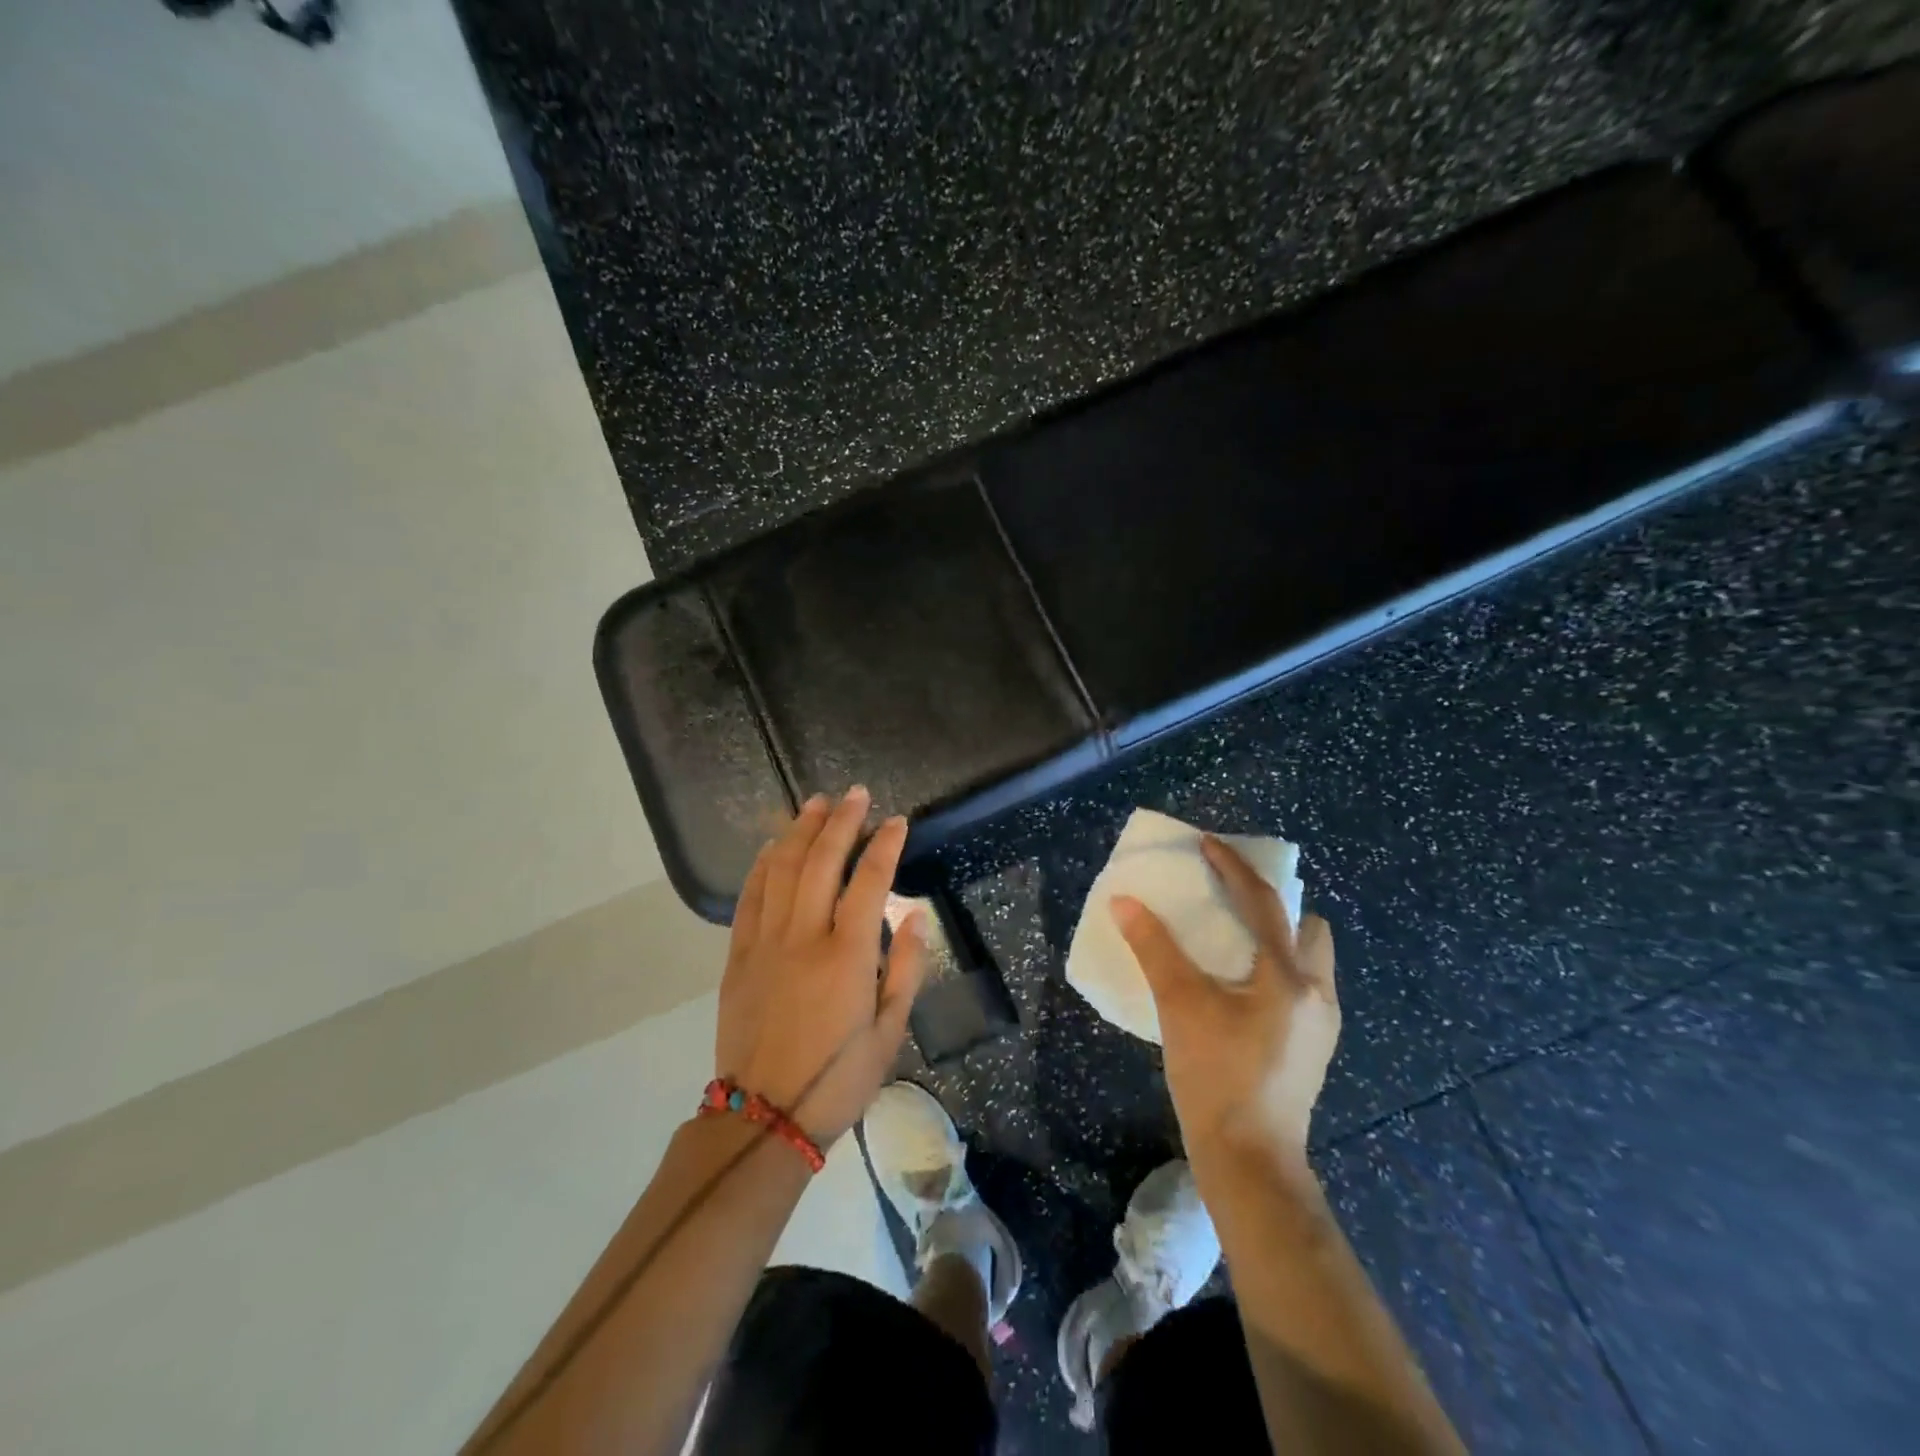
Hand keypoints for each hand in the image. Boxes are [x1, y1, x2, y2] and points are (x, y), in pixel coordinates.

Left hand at [716, 788, 927, 1146]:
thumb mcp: (889, 1033)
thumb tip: (915, 916)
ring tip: (816, 803)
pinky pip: (749, 897)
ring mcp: (765, 943)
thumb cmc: (837, 1080)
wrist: (763, 1118)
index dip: (885, 845)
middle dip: (842, 822)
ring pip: (782, 870)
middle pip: (821, 862)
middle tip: (856, 794)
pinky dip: (763, 865)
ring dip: (800, 831)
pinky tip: (773, 846)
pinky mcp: (738, 956)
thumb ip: (904, 969)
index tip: (897, 821)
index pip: (869, 881)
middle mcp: (804, 937)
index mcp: (846, 956)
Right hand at [1112, 835, 1338, 1162]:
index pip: (1264, 902)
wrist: (1250, 1163)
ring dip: (1278, 938)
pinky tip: (1240, 987)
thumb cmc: (1216, 1077)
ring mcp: (1321, 1025)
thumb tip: (1124, 902)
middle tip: (1232, 899)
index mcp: (1289, 977)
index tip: (1207, 844)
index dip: (1233, 867)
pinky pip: (1301, 986)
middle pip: (1307, 928)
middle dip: (1275, 905)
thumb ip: (1153, 948)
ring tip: (1233, 940)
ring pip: (1308, 960)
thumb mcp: (1179, 1005)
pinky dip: (1275, 969)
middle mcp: (1318, 994)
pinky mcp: (1312, 1049)